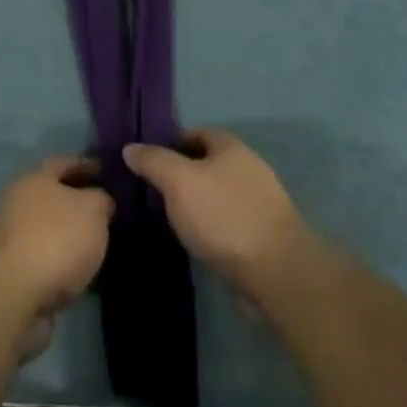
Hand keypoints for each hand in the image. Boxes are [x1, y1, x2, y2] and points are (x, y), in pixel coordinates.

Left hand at [0, 157, 113, 350]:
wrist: (9, 295)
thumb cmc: (54, 239)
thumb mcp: (92, 210)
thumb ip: (101, 200)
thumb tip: (100, 200)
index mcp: (34, 179)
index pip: (63, 162)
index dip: (86, 164)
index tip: (106, 172)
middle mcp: (16, 204)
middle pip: (52, 198)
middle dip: (77, 205)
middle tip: (106, 214)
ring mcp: (10, 241)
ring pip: (48, 233)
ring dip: (69, 239)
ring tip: (98, 249)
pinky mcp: (10, 276)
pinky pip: (44, 264)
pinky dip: (61, 267)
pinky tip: (82, 277)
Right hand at [123, 131, 311, 303]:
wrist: (276, 272)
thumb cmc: (223, 216)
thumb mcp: (179, 181)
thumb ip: (153, 161)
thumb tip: (130, 147)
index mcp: (231, 147)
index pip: (196, 133)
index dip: (170, 144)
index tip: (146, 162)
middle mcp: (248, 168)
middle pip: (207, 164)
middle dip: (181, 175)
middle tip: (152, 192)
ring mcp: (259, 203)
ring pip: (217, 194)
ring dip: (196, 203)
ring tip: (168, 219)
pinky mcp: (262, 235)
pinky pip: (228, 221)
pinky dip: (210, 227)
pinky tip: (195, 241)